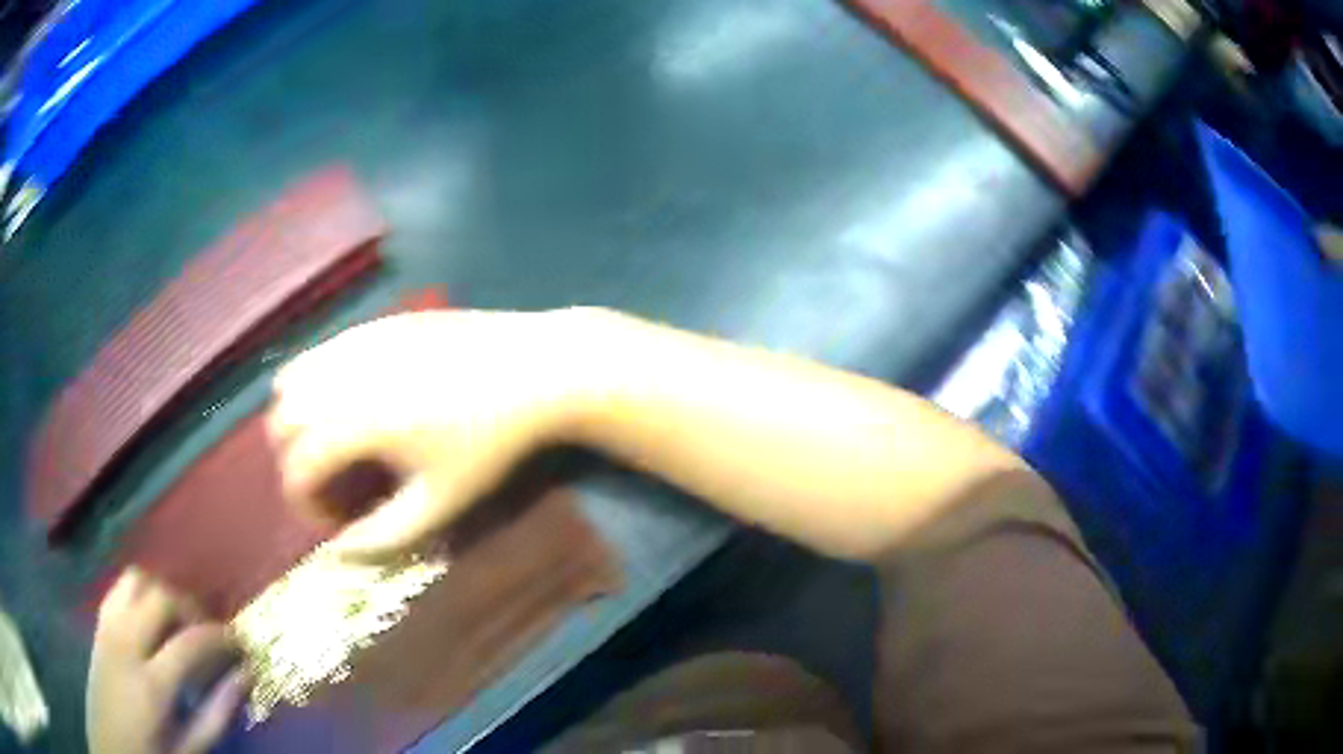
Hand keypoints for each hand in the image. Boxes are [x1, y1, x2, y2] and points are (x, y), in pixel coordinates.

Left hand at [88, 569, 246, 753]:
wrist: (110, 742)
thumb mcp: (189, 750)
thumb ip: (216, 715)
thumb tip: (244, 677)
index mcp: (151, 685)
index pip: (191, 643)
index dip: (221, 637)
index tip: (240, 644)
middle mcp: (126, 644)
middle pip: (160, 597)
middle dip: (191, 608)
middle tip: (208, 634)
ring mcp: (108, 628)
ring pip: (136, 581)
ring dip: (162, 594)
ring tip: (178, 624)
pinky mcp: (99, 624)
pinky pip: (119, 589)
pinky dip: (140, 594)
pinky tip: (151, 621)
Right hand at [269, 309, 596, 558]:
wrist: (535, 368)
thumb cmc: (490, 442)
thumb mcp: (439, 503)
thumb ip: (382, 535)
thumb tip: (337, 554)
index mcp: (355, 422)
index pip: (297, 468)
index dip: (305, 503)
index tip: (333, 520)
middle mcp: (342, 374)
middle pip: (280, 420)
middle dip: (293, 461)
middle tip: (328, 486)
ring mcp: (356, 340)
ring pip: (291, 379)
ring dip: (296, 418)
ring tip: (330, 444)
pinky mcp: (373, 323)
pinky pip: (320, 351)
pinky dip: (314, 382)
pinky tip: (347, 402)